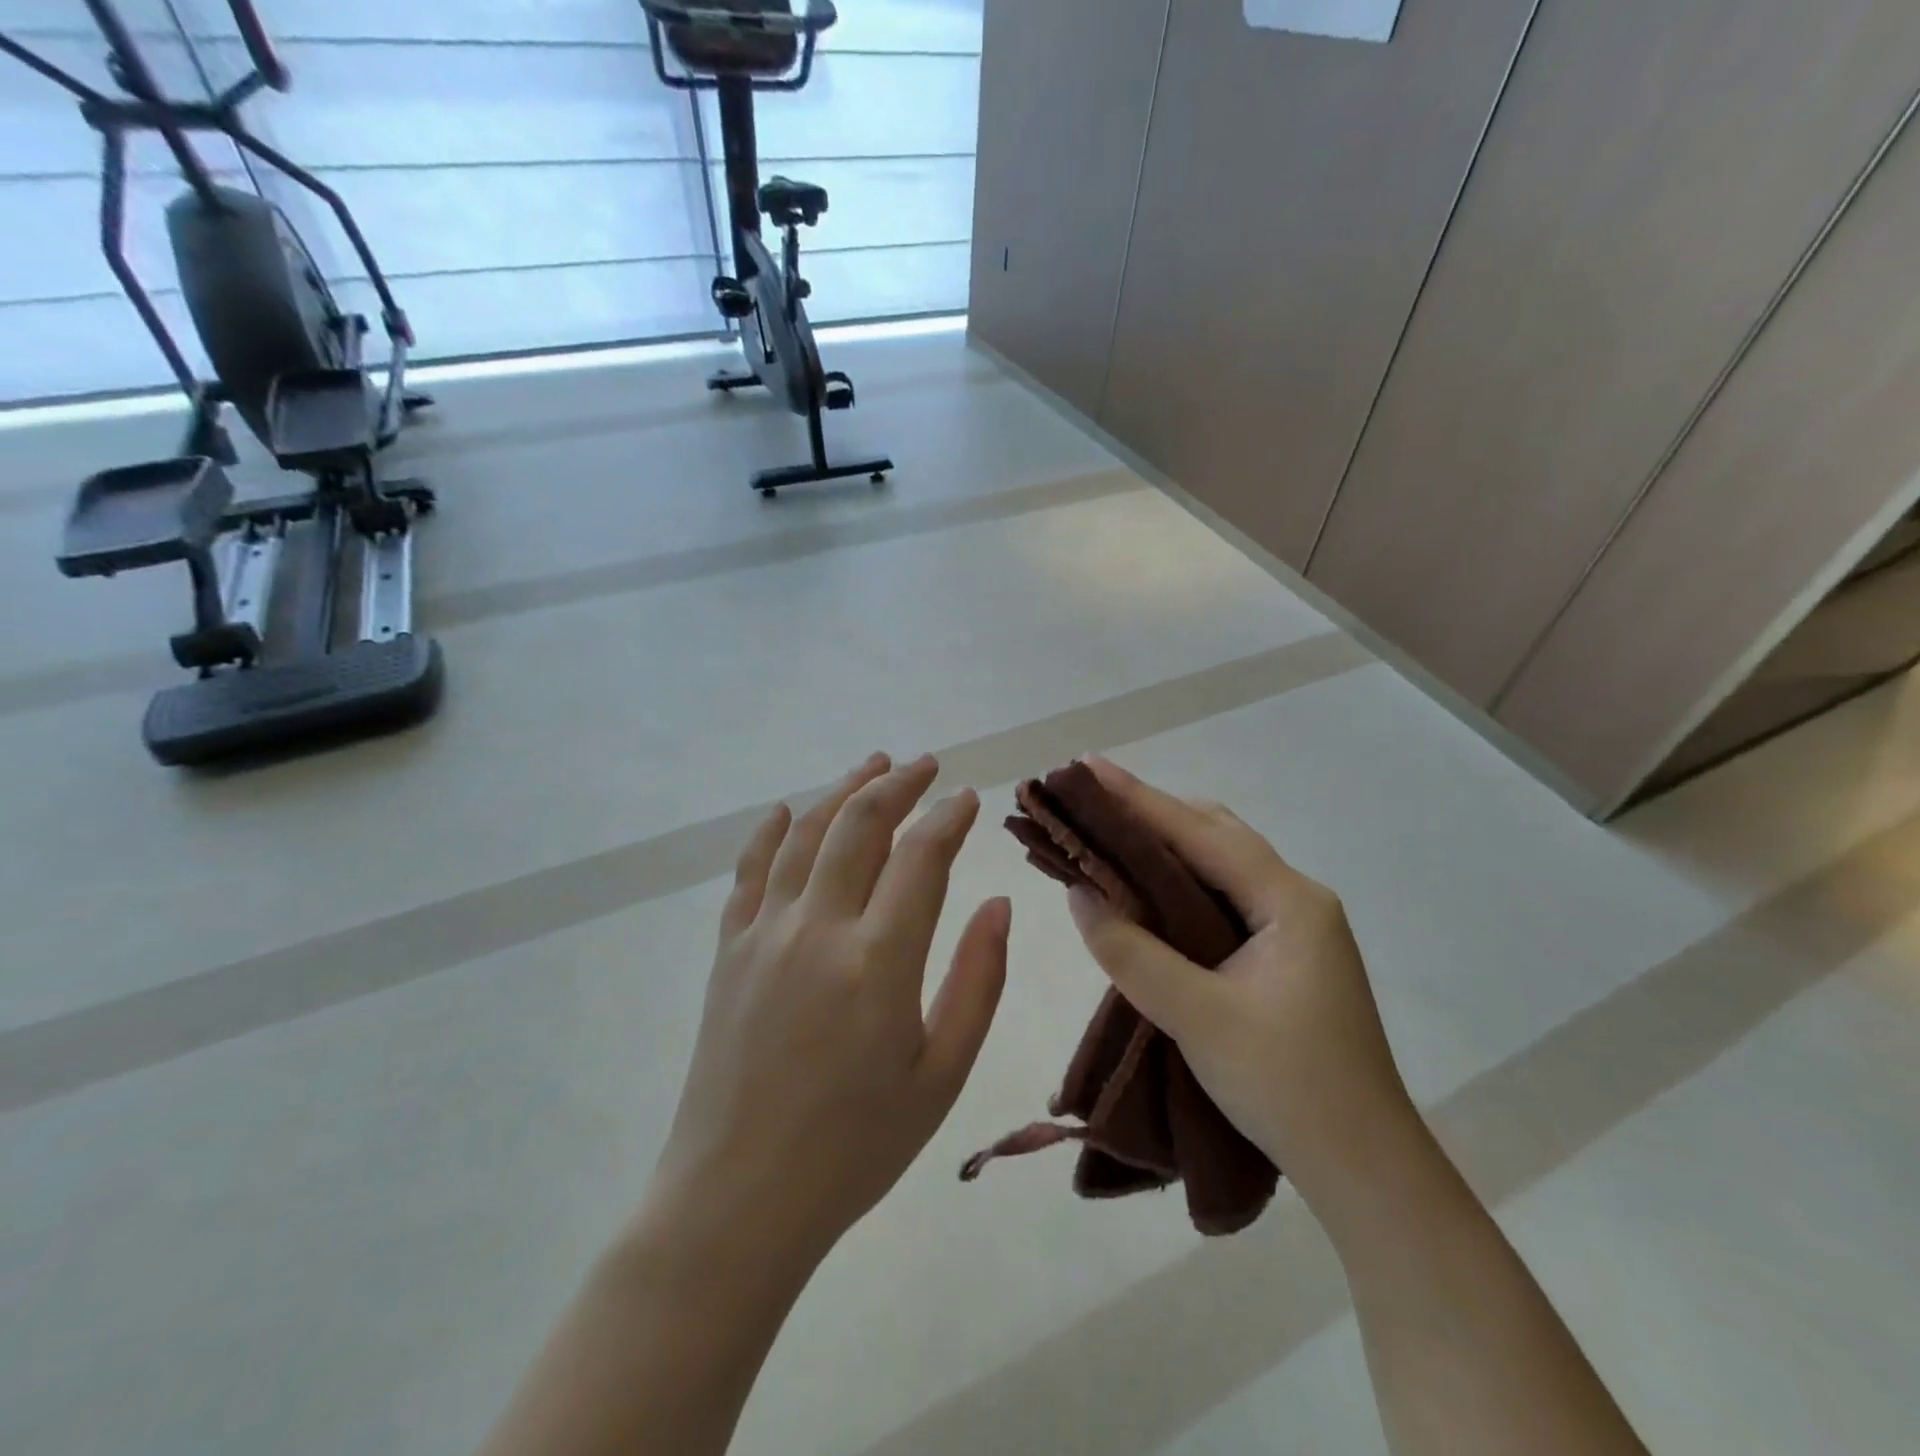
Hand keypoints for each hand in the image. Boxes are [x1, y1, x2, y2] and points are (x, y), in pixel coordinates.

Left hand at [647, 752, 1010, 1269]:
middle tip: (925, 765)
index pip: (921, 857)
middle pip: (860, 825)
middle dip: (898, 784)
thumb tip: (998, 905)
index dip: (948, 817)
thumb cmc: (855, 1147)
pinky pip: (749, 871)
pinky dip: (770, 832)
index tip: (968, 798)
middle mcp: (818, 929)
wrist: (738, 1200)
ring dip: (842, 791)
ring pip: (805, 834)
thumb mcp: (941, 1075)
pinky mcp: (728, 952)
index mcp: (878, 962)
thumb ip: (977, 981)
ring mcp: (764, 935)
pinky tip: (786, 811)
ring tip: (871, 765)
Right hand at [1064, 757, 1416, 1211]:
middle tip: (1092, 803)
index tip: (1087, 768)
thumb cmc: (1287, 1087)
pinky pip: (1223, 897)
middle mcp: (1296, 899)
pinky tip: (1149, 891)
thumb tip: (1079, 892)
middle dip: (1153, 813)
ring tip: (1110, 835)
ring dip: (1167, 846)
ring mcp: (1295, 928)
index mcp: (1288, 901)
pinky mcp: (1285, 955)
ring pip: (1220, 865)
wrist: (1365, 1169)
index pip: (1200, 833)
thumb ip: (1132, 952)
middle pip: (1215, 835)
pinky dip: (1180, 883)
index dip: (1139, 799)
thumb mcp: (1197, 1017)